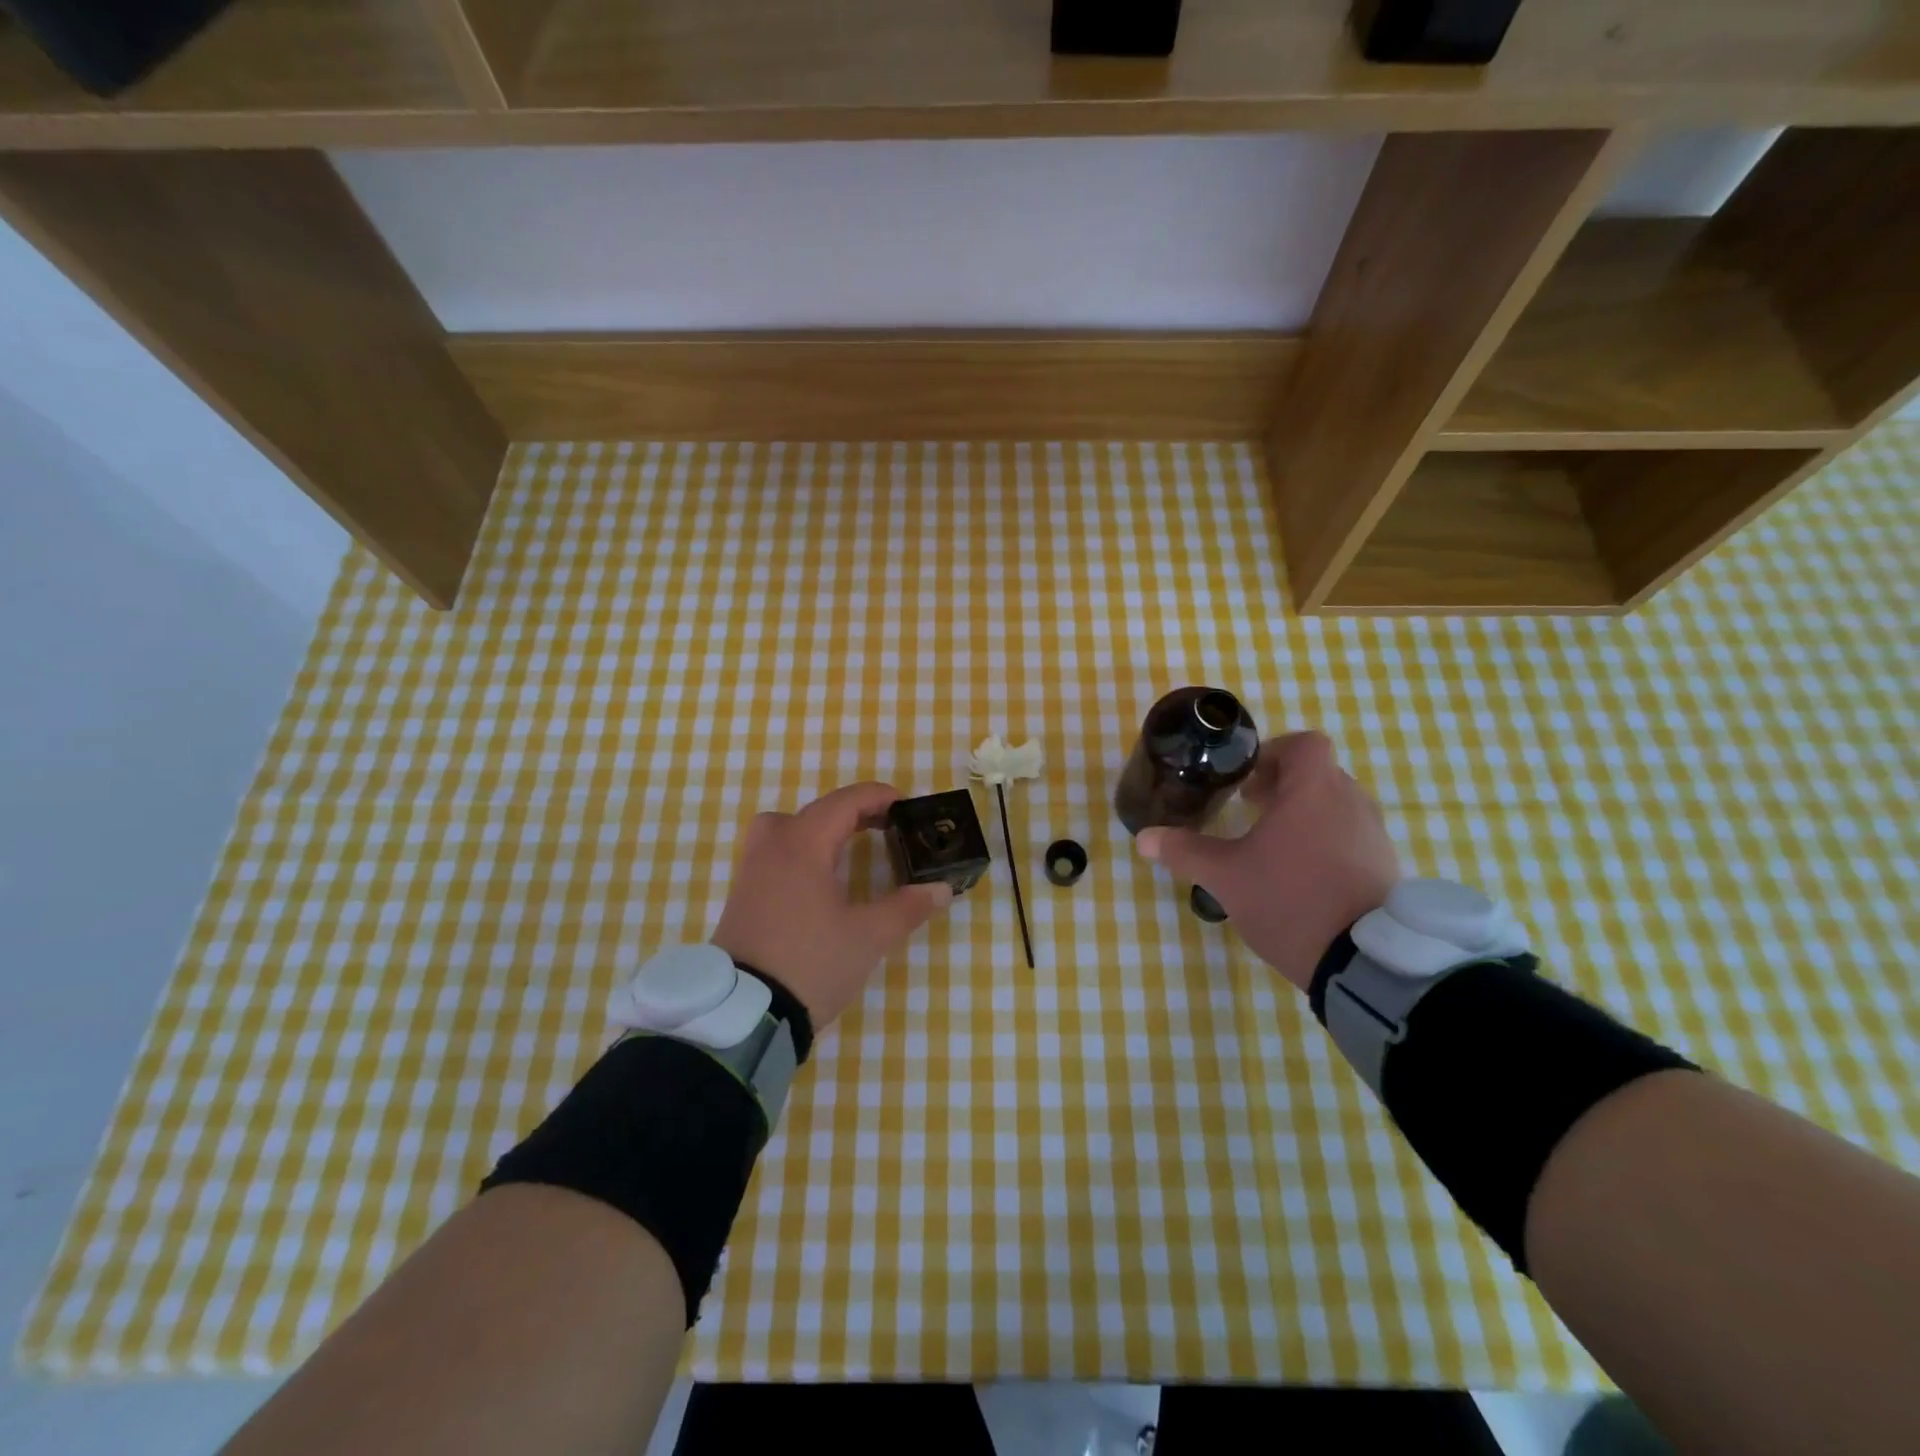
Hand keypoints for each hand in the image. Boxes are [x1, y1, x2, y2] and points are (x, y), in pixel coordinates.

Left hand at [711, 782, 952, 1029]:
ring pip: (784, 829)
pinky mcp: (742, 898)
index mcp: (802, 846)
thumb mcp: (868, 937)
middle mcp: (772, 848)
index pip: (844, 802)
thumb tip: (940, 889)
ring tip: (844, 850)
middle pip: (814, 811)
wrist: (744, 1015)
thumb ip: (907, 908)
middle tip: (884, 827)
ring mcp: (751, 872)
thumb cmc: (810, 963)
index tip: (907, 806)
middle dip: (853, 812)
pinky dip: (799, 852)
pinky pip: (773, 854)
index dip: (878, 797)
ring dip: (818, 829)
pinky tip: (818, 882)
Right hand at [1136, 731, 1398, 991]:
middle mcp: (1351, 803)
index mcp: (1313, 790)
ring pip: (1336, 807)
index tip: (1248, 780)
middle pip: (1319, 775)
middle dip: (1283, 787)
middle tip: (1251, 809)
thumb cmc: (1288, 899)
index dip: (1274, 753)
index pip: (1304, 744)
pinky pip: (1352, 837)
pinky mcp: (1386, 868)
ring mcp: (1374, 836)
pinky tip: (1303, 875)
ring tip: (1274, 845)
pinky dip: (1327, 842)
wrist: (1361, 961)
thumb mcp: (1225, 876)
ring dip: (1306, 815)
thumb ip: (1185, 851)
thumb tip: (1144, 838)